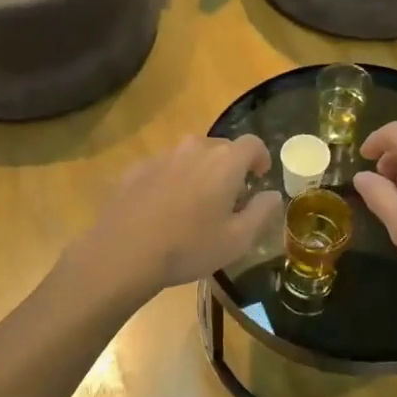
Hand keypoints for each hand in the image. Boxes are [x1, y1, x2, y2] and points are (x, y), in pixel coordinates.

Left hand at [70, 135, 279, 298]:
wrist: (123, 252)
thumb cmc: (189, 246)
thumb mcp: (237, 239)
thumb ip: (262, 212)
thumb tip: (273, 194)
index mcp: (225, 161)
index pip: (252, 144)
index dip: (260, 158)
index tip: (259, 177)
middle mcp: (195, 148)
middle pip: (221, 148)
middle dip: (230, 167)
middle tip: (229, 198)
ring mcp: (163, 156)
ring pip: (191, 155)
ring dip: (200, 172)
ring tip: (195, 204)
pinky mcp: (137, 168)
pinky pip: (165, 167)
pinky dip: (172, 180)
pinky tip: (164, 209)